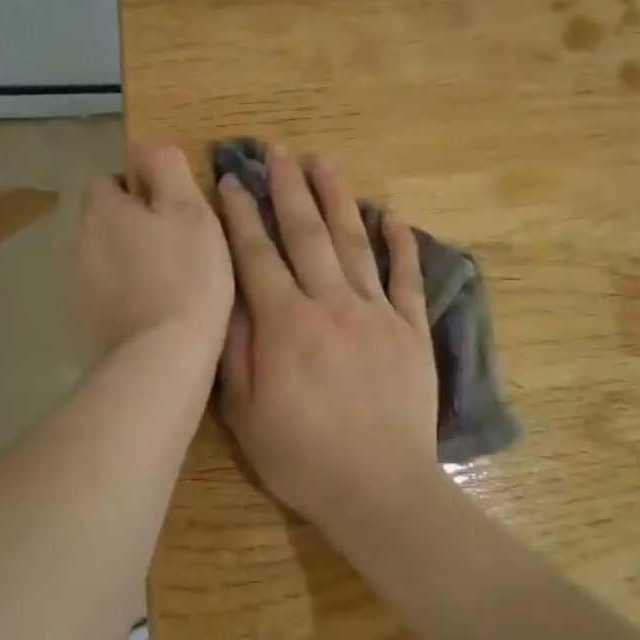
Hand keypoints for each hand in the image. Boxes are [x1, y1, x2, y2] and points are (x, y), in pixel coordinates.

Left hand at [69, 144, 233, 370]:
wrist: (159, 359)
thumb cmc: (185, 276)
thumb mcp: (190, 210)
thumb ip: (168, 169)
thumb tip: (148, 147)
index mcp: (103, 211)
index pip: (107, 180)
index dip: (137, 186)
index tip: (170, 206)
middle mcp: (78, 243)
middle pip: (103, 220)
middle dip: (133, 225)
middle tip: (177, 244)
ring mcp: (75, 287)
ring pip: (103, 259)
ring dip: (128, 262)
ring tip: (169, 283)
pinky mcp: (82, 325)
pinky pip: (104, 297)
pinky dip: (123, 297)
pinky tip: (154, 314)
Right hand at [215, 144, 442, 542]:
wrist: (380, 487)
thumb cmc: (303, 456)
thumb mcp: (245, 413)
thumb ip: (236, 349)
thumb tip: (230, 296)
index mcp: (286, 323)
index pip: (257, 256)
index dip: (242, 216)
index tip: (233, 180)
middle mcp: (331, 304)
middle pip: (306, 234)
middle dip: (290, 189)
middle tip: (279, 151)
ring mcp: (376, 313)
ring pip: (354, 243)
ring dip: (339, 199)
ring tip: (327, 162)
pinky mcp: (410, 329)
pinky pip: (405, 278)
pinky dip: (400, 245)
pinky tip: (394, 215)